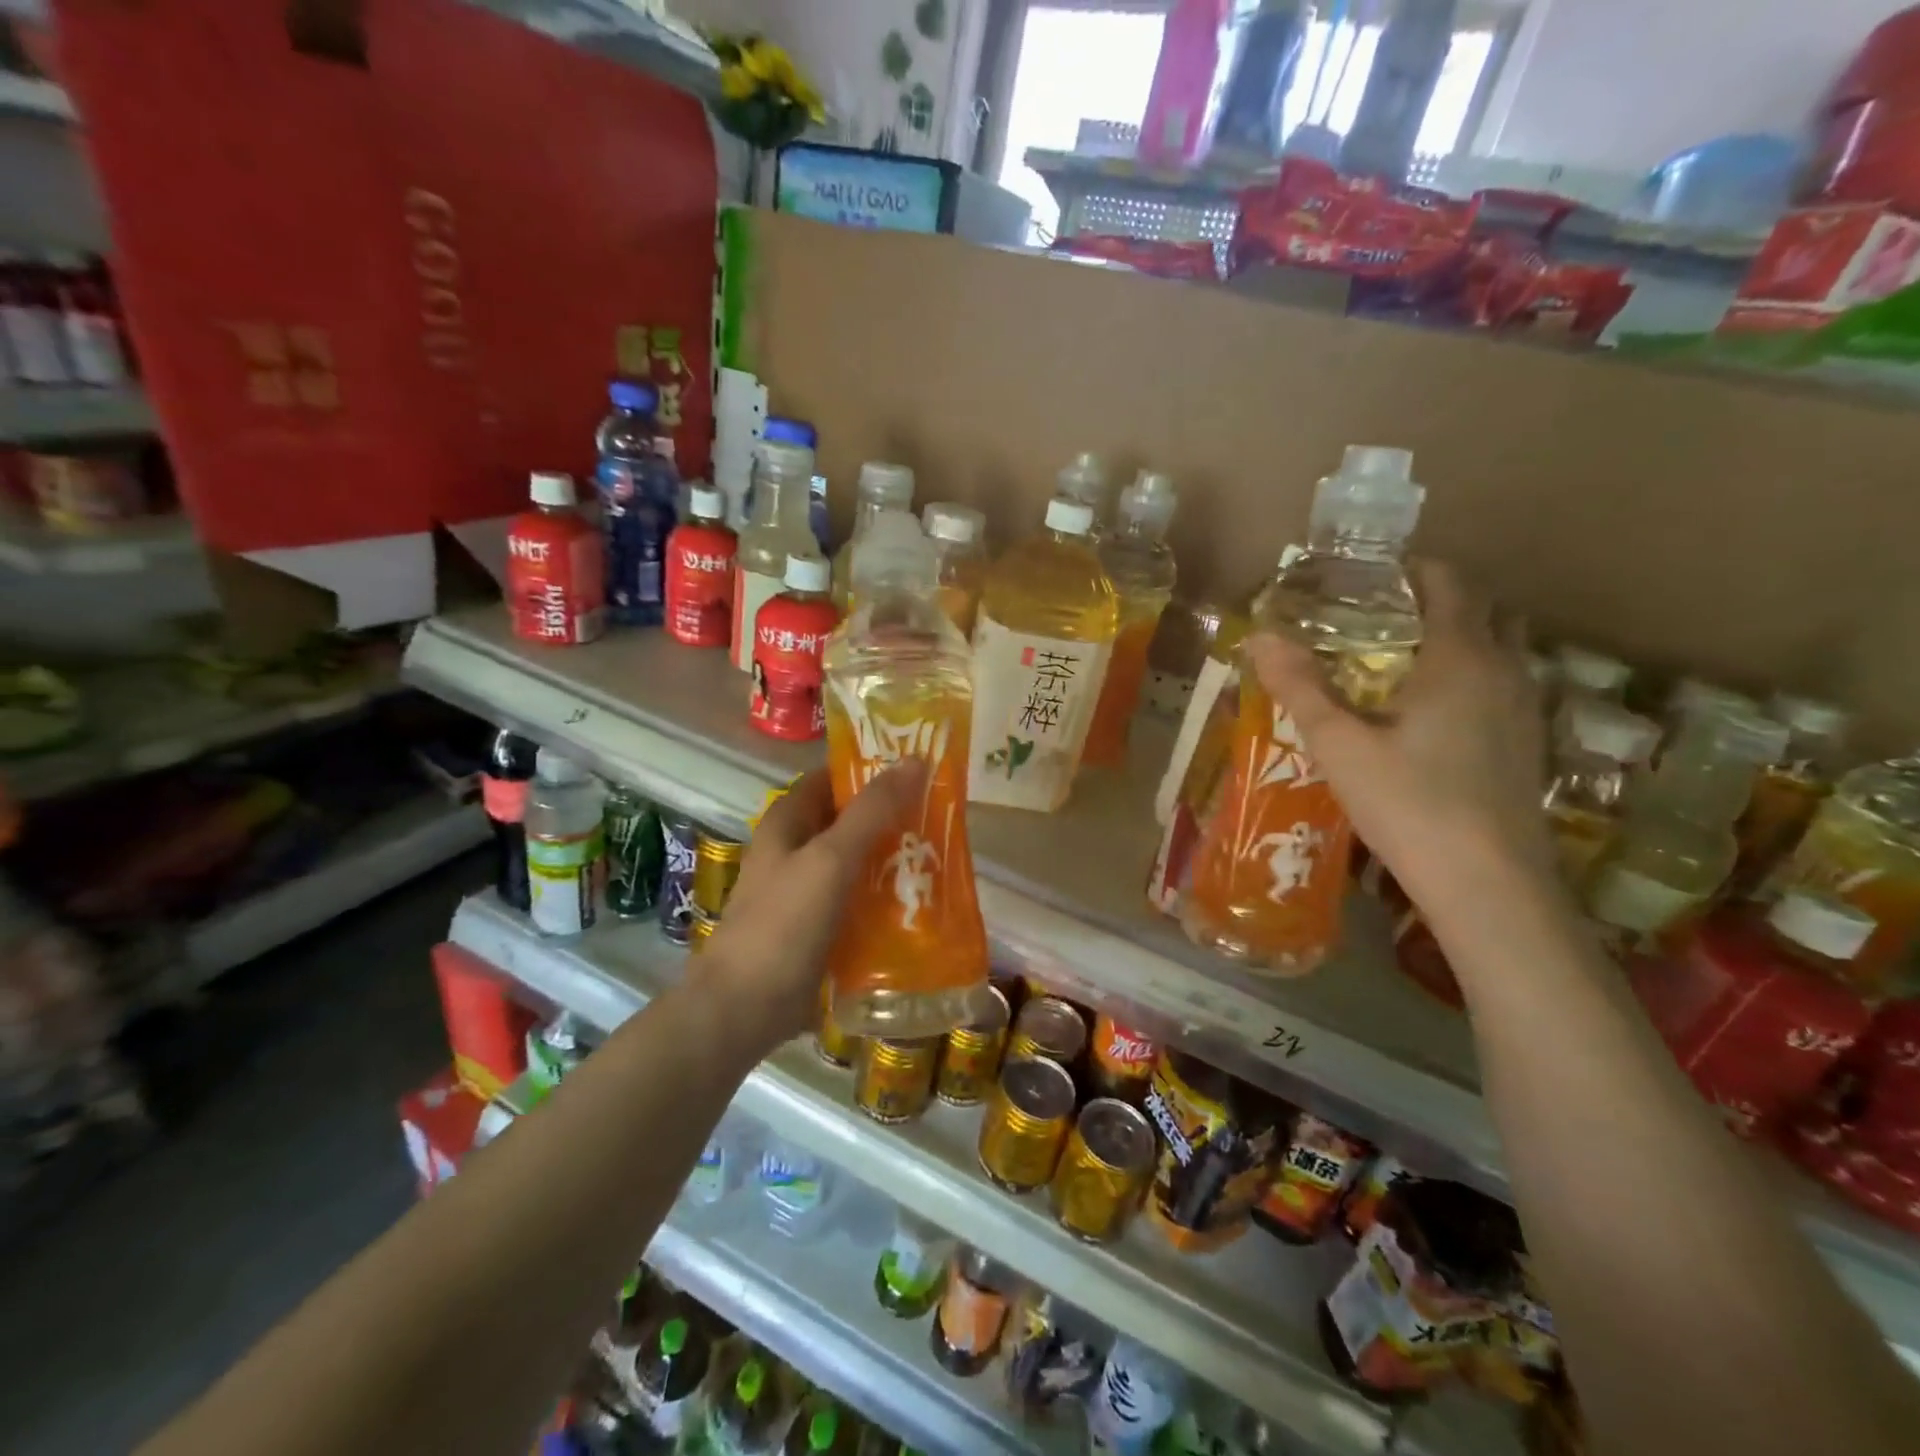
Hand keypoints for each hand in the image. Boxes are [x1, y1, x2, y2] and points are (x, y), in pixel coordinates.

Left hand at [704, 762, 925, 1049]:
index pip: (832, 777)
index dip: (870, 769)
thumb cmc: (784, 923)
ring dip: (891, 857)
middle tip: (940, 814)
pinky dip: (883, 895)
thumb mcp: (831, 858)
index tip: (918, 770)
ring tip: (940, 854)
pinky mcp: (817, 926)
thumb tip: (913, 760)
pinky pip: (857, 899)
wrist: (745, 1008)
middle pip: (848, 819)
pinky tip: (918, 900)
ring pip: (856, 860)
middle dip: (890, 816)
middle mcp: (794, 849)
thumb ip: (872, 811)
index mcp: (787, 821)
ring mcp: (805, 889)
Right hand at [1247, 561, 1556, 909]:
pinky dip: (1470, 677)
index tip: (1369, 576)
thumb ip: (1299, 686)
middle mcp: (1504, 670)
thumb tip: (1259, 637)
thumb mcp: (1338, 744)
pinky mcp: (1528, 745)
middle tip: (1379, 618)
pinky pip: (1501, 686)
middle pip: (1483, 611)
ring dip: (1458, 640)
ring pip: (1499, 650)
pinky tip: (1431, 716)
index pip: (1448, 584)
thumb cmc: (1408, 803)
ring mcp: (1525, 709)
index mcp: (1460, 657)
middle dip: (1436, 602)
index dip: (1412, 570)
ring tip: (1400, 662)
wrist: (1489, 884)